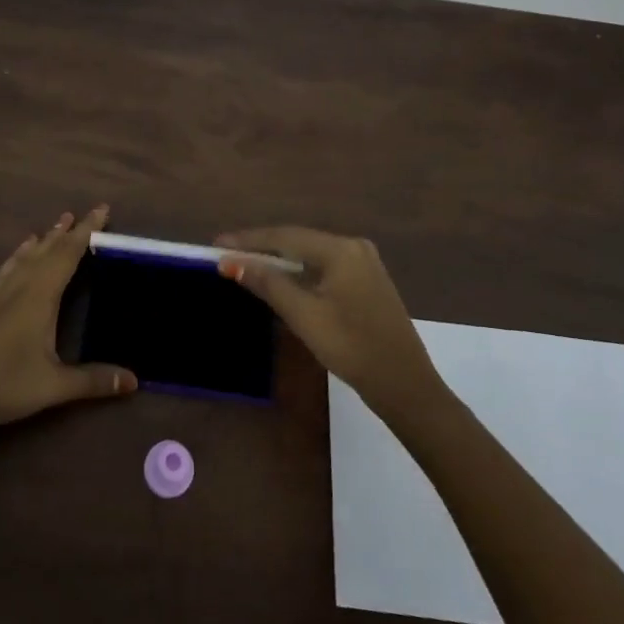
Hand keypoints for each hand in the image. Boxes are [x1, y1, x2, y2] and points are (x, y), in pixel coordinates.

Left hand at [0, 206, 135, 439]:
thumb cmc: (3, 384)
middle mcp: (21, 285)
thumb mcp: (53, 386)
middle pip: (49, 249)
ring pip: (27, 255)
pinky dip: (21, 254)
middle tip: (88, 213)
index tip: (102, 209)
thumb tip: (134, 380)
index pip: (69, 253)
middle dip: (70, 231)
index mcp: (40, 295)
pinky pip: (9, 267)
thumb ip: (93, 381)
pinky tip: (20, 254)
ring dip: (46, 238)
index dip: (87, 230)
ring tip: (57, 224)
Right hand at [215, 226, 440, 419]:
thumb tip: (232, 262)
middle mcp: (354, 247)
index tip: (217, 244)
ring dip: (279, 260)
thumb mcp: (305, 316)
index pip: (284, 236)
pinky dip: (299, 271)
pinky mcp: (367, 281)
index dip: (248, 240)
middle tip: (227, 254)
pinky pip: (324, 266)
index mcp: (341, 249)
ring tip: (246, 263)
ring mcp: (364, 263)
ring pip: (311, 254)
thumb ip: (269, 284)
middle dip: (262, 247)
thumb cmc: (352, 348)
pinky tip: (282, 278)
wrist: (406, 387)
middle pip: (298, 240)